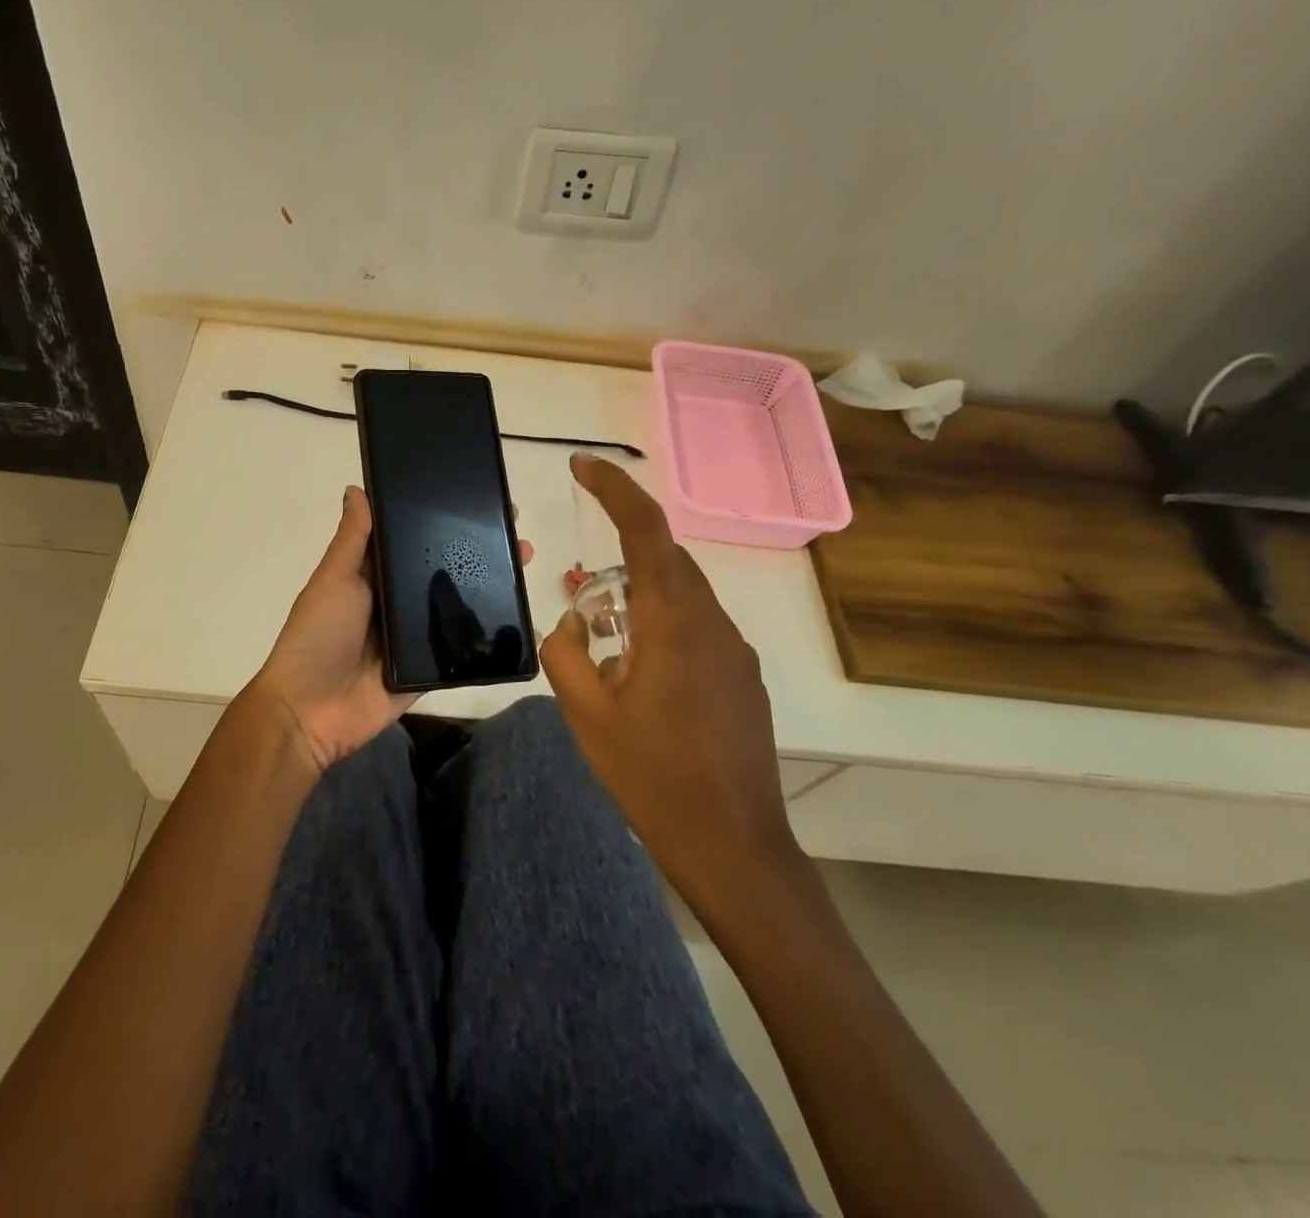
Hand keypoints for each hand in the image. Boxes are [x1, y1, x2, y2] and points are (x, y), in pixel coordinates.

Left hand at [252, 485, 531, 772]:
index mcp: (373, 577)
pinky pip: (461, 652)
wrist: (309, 711)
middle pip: (442, 573)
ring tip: (524, 565)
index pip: (413, 542)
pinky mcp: (428, 670)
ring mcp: (414, 638)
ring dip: (490, 589)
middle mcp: (396, 603)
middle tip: (516, 535)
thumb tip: (356, 488)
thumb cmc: (318, 635)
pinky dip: (487, 638)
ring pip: (458, 608)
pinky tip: (520, 620)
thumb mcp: (334, 579)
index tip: (477, 502)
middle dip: (476, 553)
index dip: (442, 522)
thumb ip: (353, 539)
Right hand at [540, 454, 799, 891]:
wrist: (732, 844)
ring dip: (641, 597)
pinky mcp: (744, 679)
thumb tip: (571, 622)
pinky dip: (663, 626)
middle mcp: (712, 623)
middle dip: (622, 554)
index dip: (614, 488)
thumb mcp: (587, 714)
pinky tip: (642, 676)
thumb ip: (566, 653)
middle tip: (581, 592)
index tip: (582, 465)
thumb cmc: (652, 775)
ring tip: (605, 642)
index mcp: (673, 621)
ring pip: (683, 595)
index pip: (646, 529)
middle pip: (666, 558)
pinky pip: (698, 628)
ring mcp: (735, 651)